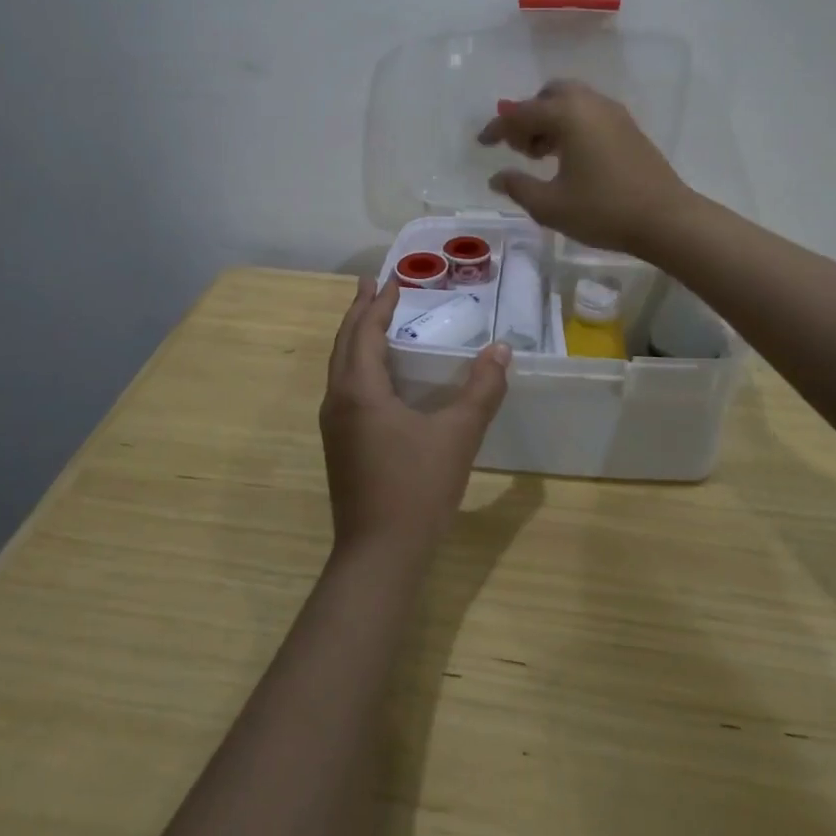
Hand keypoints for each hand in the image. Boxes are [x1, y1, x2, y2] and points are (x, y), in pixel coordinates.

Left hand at [319, 279, 510, 562]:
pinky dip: (356, 364)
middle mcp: (338, 400)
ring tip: (372, 320)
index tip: (391, 278)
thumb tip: (501, 349)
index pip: (364, 332)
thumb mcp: (457, 436)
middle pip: (344, 344)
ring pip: (340, 367)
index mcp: (360, 390)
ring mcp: (334, 426)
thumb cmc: (416, 489)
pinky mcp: (339, 446)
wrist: (378, 557)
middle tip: (372, 285)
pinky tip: (376, 375)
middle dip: (359, 312)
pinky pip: (344, 388)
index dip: (378, 304)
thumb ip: (482, 390)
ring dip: (355, 338)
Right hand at [476, 79, 693, 253]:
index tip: (482, 143)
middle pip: (549, 95)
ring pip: (572, 102)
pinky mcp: (628, 128)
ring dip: (550, 120)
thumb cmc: (603, 210)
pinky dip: (571, 125)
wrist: (666, 219)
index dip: (497, 128)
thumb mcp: (550, 205)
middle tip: (519, 147)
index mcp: (568, 115)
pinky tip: (569, 158)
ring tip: (541, 156)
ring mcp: (613, 114)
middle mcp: (590, 104)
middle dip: (528, 115)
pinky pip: (590, 113)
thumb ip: (518, 187)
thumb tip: (496, 177)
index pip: (521, 113)